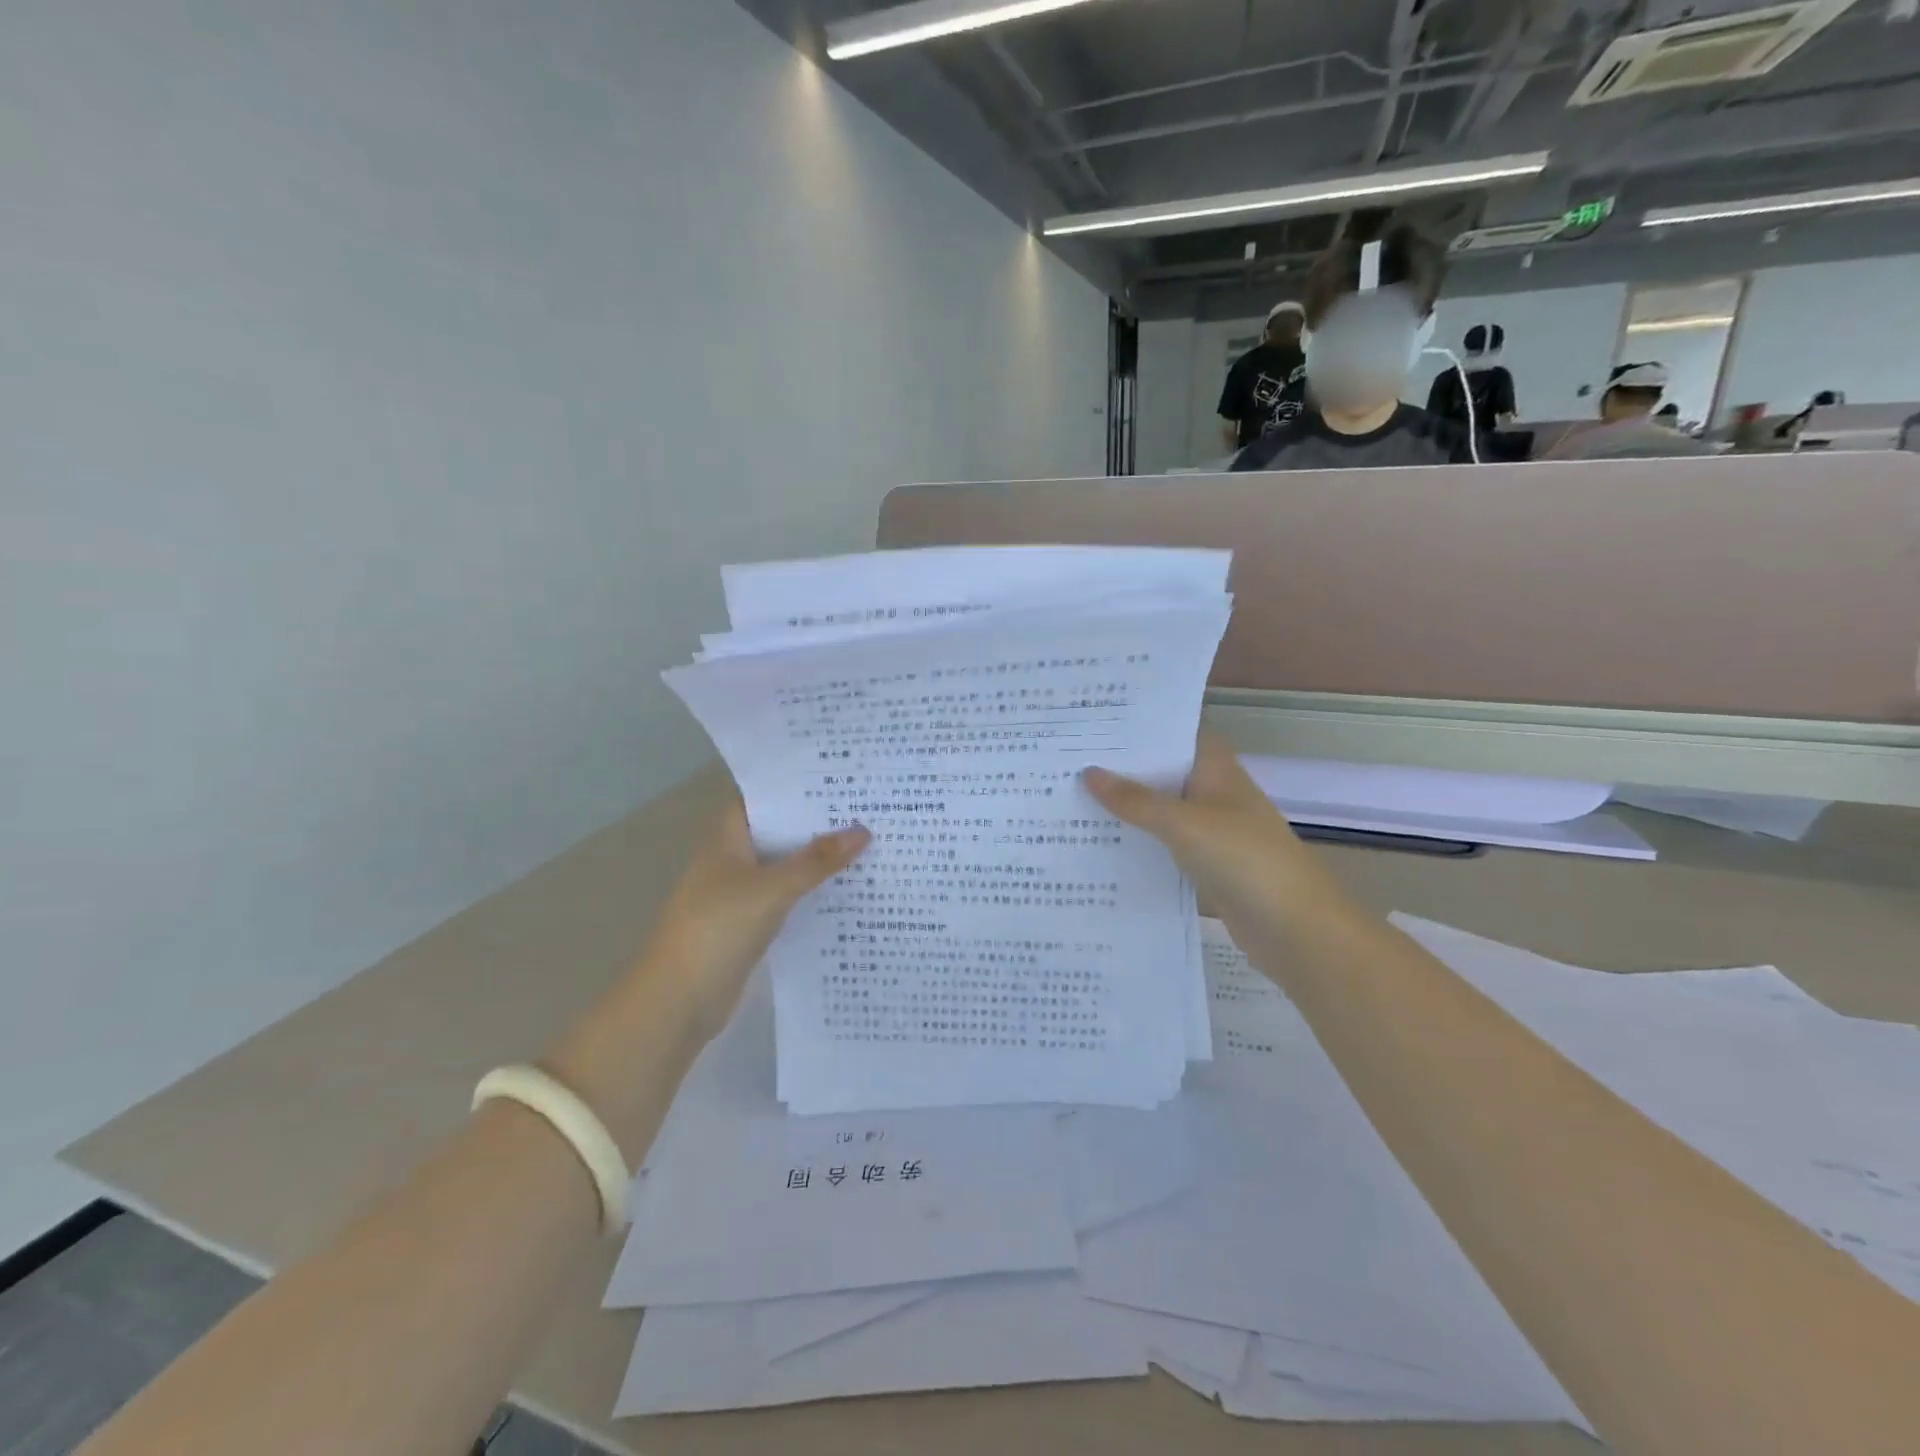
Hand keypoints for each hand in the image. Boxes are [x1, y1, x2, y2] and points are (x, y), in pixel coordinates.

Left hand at [642, 798, 869, 1041]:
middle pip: (778, 831)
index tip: (837, 776)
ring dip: (817, 858)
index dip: (795, 785)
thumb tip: (863, 830)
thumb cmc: (718, 928)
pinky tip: (846, 888)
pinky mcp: (750, 924)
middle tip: (866, 806)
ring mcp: (740, 893)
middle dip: (816, 821)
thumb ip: (816, 861)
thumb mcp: (771, 888)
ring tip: (868, 841)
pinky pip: (786, 897)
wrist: (679, 1000)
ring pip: (785, 865)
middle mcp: (732, 859)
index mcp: (727, 838)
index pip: (762, 798)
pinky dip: (811, 891)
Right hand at [1083, 729, 1335, 929]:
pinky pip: (1164, 843)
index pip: (1178, 732)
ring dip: (1128, 805)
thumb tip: (1088, 772)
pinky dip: (1139, 840)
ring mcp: (1211, 830)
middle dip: (1124, 765)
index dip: (1143, 725)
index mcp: (1216, 769)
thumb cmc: (1243, 858)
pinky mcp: (1206, 864)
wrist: (1294, 928)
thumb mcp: (1183, 823)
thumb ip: (1135, 799)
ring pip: (1162, 809)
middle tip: (1069, 756)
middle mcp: (1213, 793)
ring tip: (1072, 794)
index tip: (1097, 721)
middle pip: (1165, 771)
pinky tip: (1101, 841)